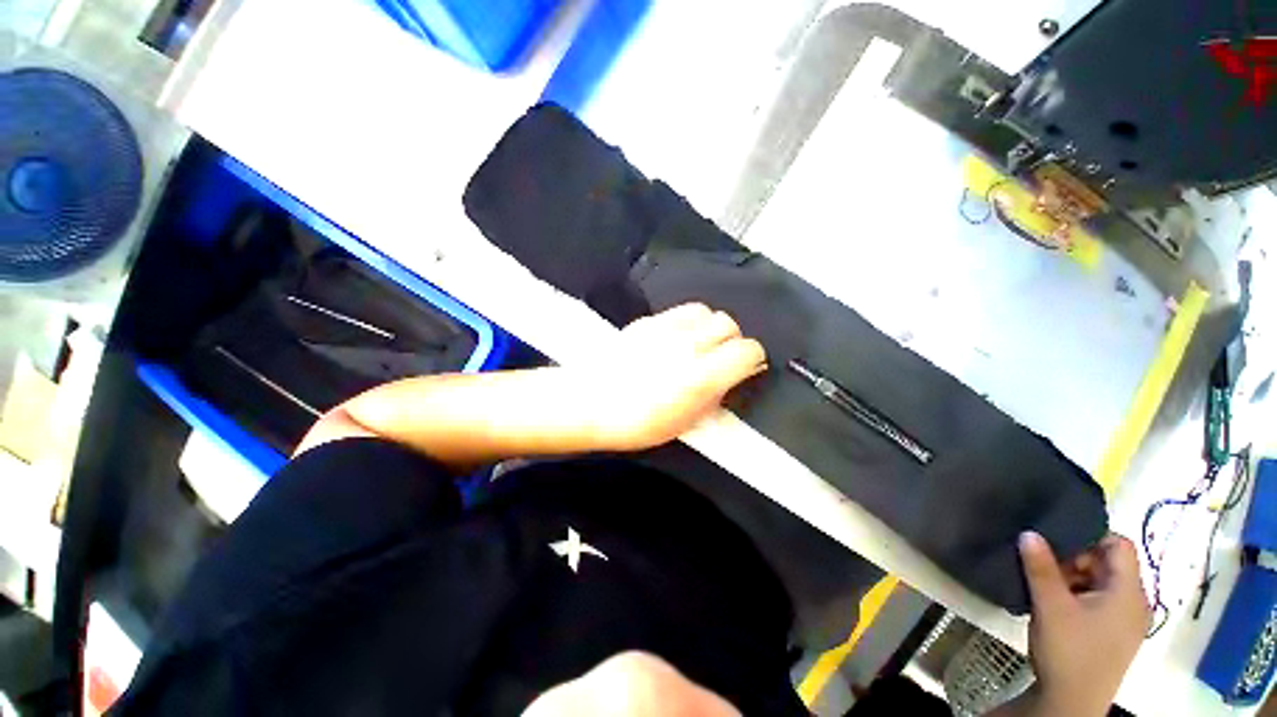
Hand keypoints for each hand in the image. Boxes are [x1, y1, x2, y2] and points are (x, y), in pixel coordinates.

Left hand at [575, 303, 766, 450]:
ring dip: (710, 327)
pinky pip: (681, 311)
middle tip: (721, 357)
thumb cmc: (636, 423)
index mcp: (700, 376)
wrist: (589, 402)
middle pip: (729, 324)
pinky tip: (677, 338)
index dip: (752, 359)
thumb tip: (729, 380)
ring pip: (707, 311)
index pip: (747, 350)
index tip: (745, 369)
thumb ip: (714, 398)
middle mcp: (688, 345)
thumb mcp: (685, 423)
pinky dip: (689, 321)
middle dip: (732, 340)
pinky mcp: (647, 320)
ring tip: (700, 344)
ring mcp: (666, 328)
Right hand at [1019, 532, 1147, 716]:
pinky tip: (1056, 607)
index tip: (1056, 545)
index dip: (1089, 537)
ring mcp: (1126, 620)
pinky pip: (1100, 600)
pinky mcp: (1115, 633)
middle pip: (1109, 563)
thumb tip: (1029, 532)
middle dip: (1076, 561)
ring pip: (1102, 582)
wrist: (1072, 703)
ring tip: (1047, 590)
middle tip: (1046, 570)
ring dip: (1074, 579)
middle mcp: (1135, 602)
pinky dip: (1078, 595)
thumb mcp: (1050, 606)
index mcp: (1128, 592)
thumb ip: (1041, 567)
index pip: (1119, 544)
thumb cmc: (1068, 650)